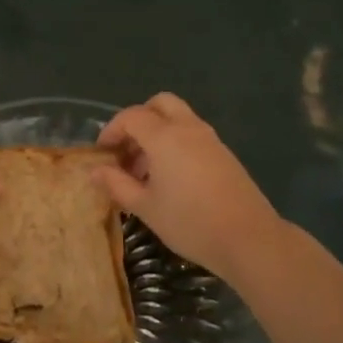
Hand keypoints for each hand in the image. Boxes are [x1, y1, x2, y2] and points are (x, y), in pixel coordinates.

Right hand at [95, 93, 285, 280]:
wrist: (248, 238)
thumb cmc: (189, 222)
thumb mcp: (145, 207)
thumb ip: (117, 185)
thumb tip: (94, 171)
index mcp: (165, 136)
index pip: (131, 116)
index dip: (112, 130)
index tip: (102, 153)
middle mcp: (188, 128)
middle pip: (160, 104)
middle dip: (138, 120)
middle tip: (127, 150)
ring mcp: (210, 139)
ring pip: (178, 118)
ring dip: (157, 133)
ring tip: (145, 172)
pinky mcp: (224, 154)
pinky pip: (193, 135)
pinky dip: (176, 143)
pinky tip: (171, 179)